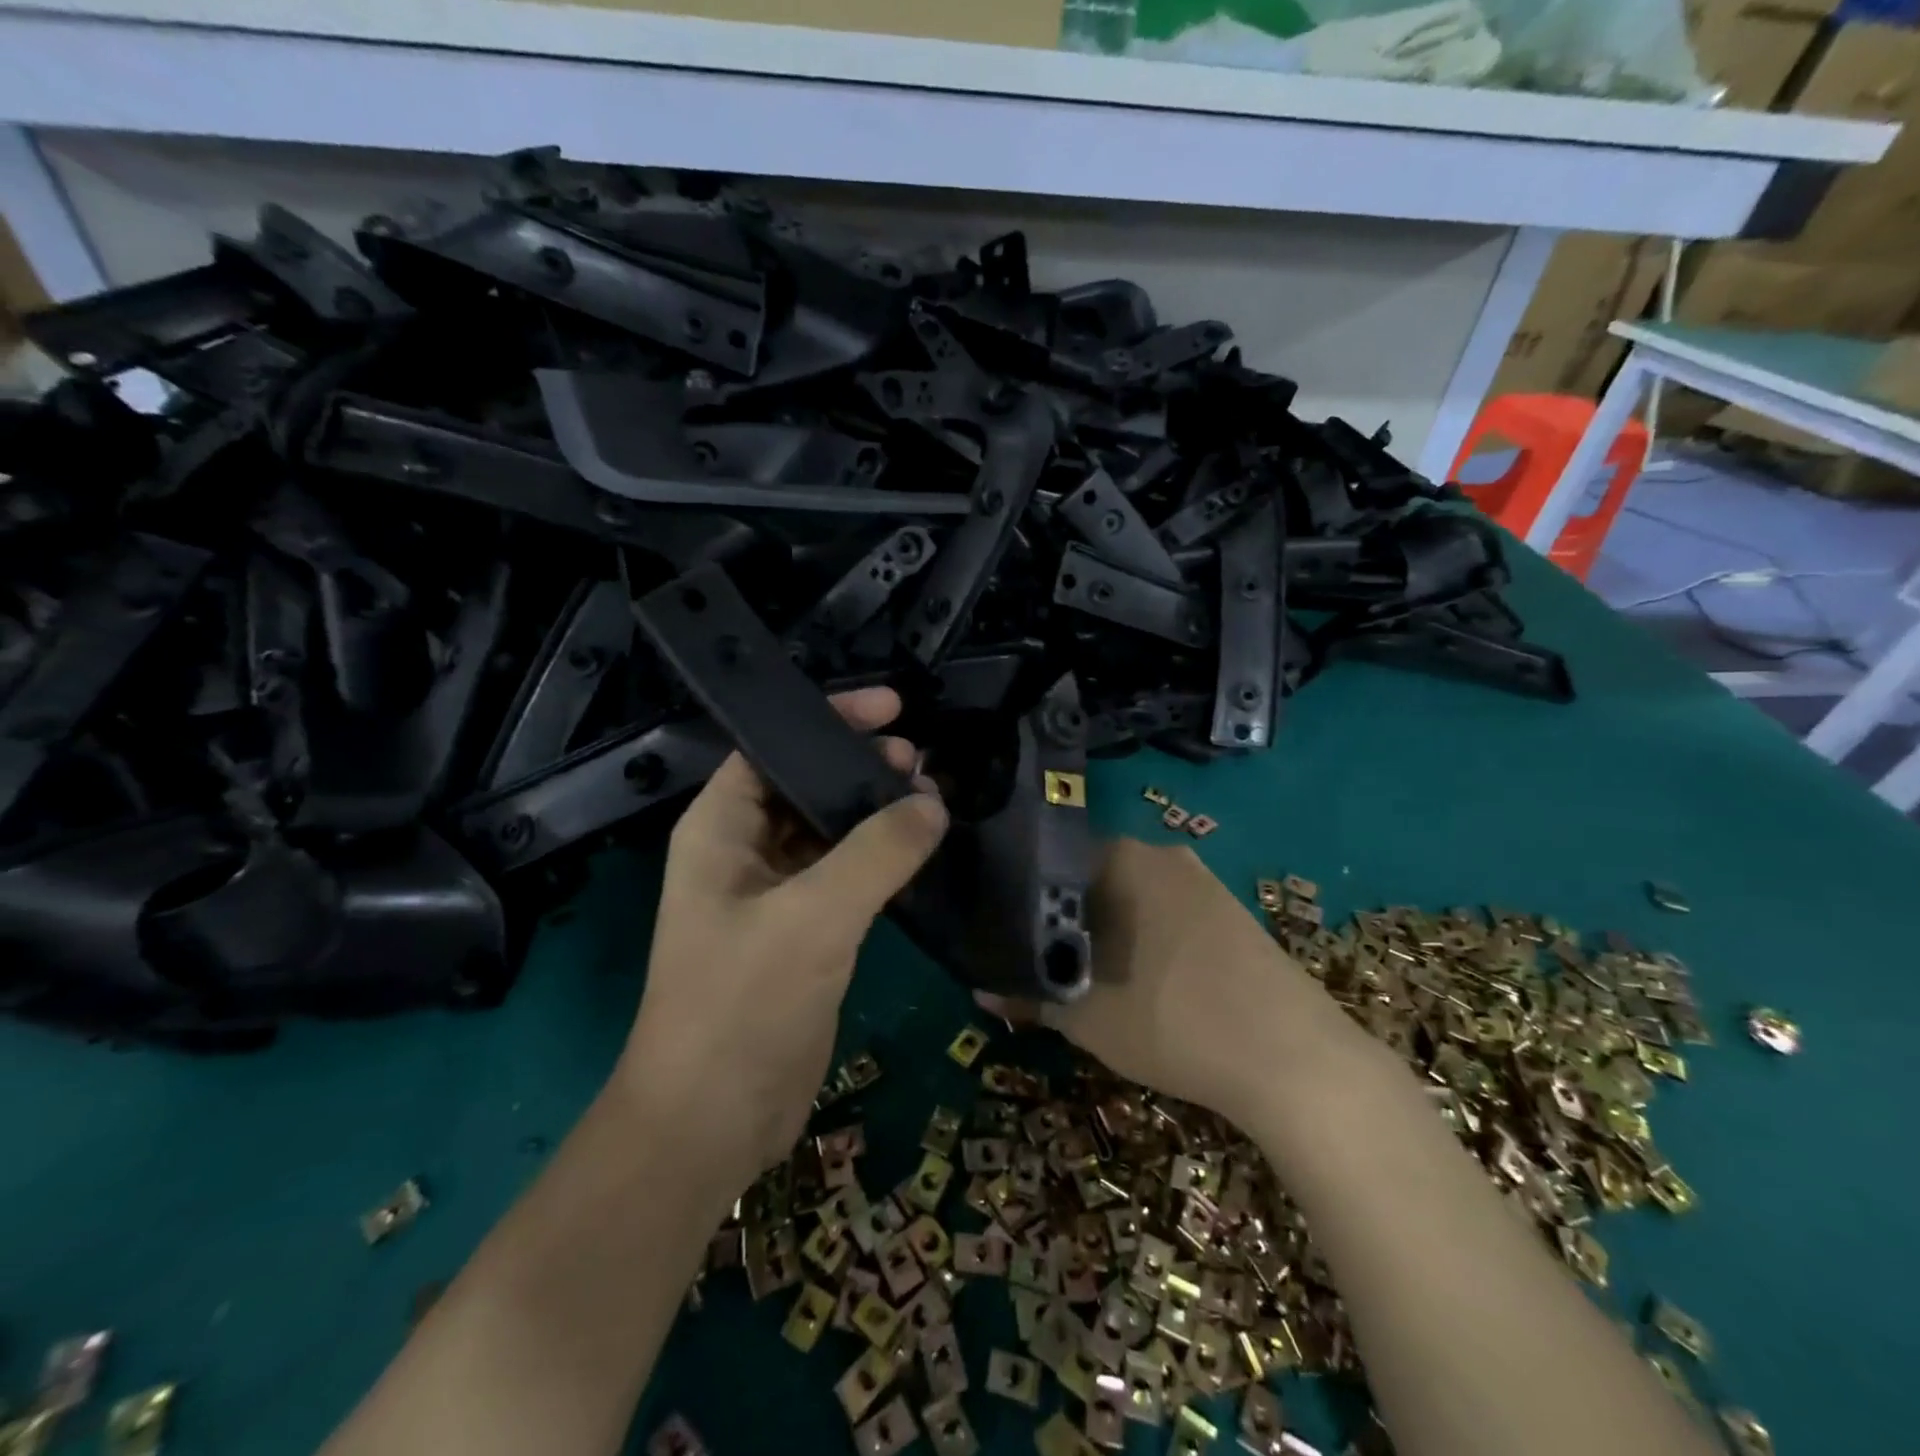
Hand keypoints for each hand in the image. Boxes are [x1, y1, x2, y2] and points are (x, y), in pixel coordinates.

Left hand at [617, 687, 947, 1199]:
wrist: (712, 1122)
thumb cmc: (742, 1005)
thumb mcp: (812, 918)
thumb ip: (877, 854)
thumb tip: (933, 804)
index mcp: (720, 828)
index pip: (771, 747)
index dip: (827, 720)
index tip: (891, 709)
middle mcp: (743, 852)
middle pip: (805, 786)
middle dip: (859, 767)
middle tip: (922, 761)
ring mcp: (774, 894)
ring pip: (829, 833)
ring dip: (875, 814)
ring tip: (933, 799)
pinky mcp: (803, 933)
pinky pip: (845, 877)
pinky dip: (881, 860)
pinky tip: (922, 852)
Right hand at [985, 840, 1346, 1129]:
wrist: (1297, 1061)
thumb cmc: (1175, 1021)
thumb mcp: (1088, 1017)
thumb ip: (1029, 996)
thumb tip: (981, 991)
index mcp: (1123, 859)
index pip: (1050, 861)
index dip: (1021, 900)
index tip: (1005, 935)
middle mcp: (1161, 854)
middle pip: (1090, 878)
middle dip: (1061, 918)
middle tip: (1037, 961)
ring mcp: (1202, 880)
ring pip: (1130, 897)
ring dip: (1103, 930)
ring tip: (1082, 975)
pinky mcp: (1231, 911)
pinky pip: (1166, 912)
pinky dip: (1142, 938)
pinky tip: (1140, 980)